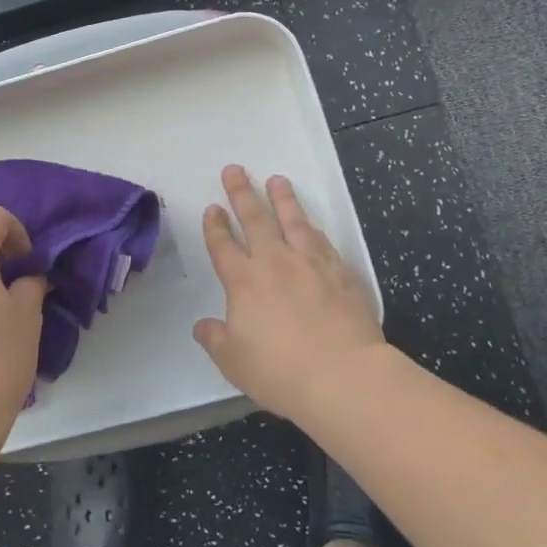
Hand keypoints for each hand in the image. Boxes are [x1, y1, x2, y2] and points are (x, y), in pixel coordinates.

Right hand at [193, 165, 385, 421]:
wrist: (344, 376)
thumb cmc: (281, 371)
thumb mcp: (234, 362)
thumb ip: (216, 339)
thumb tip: (203, 326)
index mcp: (244, 281)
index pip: (223, 246)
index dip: (215, 226)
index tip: (213, 208)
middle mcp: (275, 262)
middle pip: (255, 219)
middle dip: (242, 193)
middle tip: (234, 170)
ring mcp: (310, 263)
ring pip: (293, 220)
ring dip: (283, 199)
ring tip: (276, 180)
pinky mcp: (341, 273)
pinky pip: (322, 242)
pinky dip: (312, 229)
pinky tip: (311, 224)